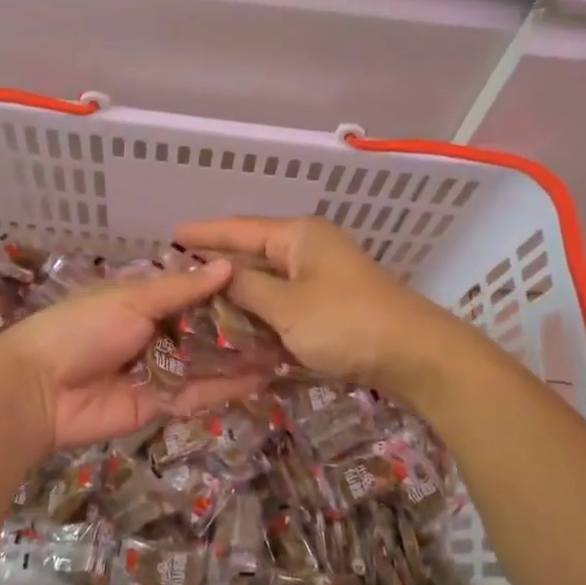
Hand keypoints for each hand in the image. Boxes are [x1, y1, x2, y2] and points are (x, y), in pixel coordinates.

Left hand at [0, 259, 263, 455]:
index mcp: (144, 301)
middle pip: (205, 330)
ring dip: (240, 358)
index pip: (194, 293)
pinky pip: (198, 393)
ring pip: (207, 363)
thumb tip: (227, 265)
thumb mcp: (132, 299)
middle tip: (287, 323)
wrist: (38, 389)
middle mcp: (156, 333)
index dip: (227, 291)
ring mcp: (160, 370)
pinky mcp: (161, 405)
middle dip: (240, 328)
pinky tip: (261, 378)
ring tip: (285, 350)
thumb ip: (181, 289)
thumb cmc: (82, 329)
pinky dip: (226, 387)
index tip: (267, 285)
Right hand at [173, 215, 461, 395]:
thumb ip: (245, 288)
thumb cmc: (346, 323)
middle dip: (216, 264)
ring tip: (196, 300)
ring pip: (267, 280)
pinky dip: (260, 310)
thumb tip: (212, 272)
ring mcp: (322, 276)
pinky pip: (283, 301)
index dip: (203, 233)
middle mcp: (308, 248)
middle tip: (175, 274)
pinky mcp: (330, 304)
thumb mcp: (287, 307)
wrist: (415, 356)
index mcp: (298, 236)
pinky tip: (236, 323)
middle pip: (252, 252)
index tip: (170, 236)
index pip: (239, 228)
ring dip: (237, 291)